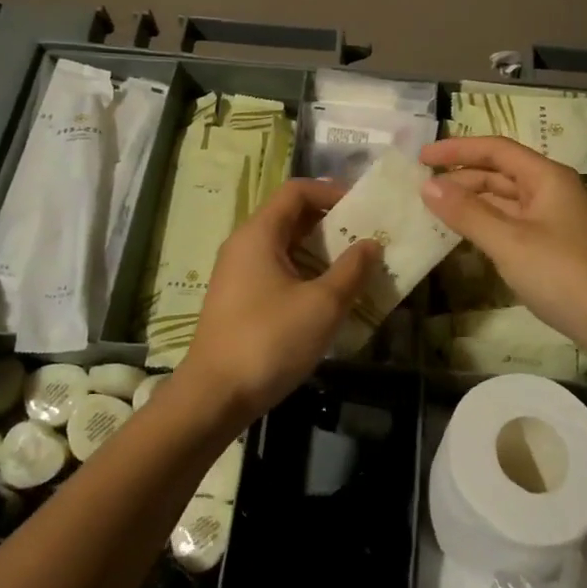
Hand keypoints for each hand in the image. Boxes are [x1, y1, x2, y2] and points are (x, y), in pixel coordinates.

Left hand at [181, 179, 380, 422]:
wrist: (215, 396)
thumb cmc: (270, 340)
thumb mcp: (322, 305)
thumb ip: (352, 270)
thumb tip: (371, 244)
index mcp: (258, 234)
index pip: (296, 191)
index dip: (331, 192)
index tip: (364, 208)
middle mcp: (244, 245)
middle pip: (291, 217)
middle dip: (331, 224)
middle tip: (367, 239)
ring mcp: (239, 274)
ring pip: (285, 247)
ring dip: (321, 253)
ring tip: (356, 269)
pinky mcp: (240, 300)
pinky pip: (277, 272)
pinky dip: (305, 274)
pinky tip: (329, 298)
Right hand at [420, 136, 586, 368]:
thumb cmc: (566, 274)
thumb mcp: (510, 242)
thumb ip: (467, 212)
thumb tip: (428, 184)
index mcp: (547, 178)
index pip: (496, 150)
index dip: (457, 149)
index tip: (421, 156)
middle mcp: (552, 192)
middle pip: (500, 174)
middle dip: (461, 178)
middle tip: (421, 189)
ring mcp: (555, 222)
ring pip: (506, 202)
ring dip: (472, 204)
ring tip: (435, 212)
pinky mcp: (555, 249)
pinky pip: (513, 226)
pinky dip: (487, 227)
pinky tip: (466, 239)